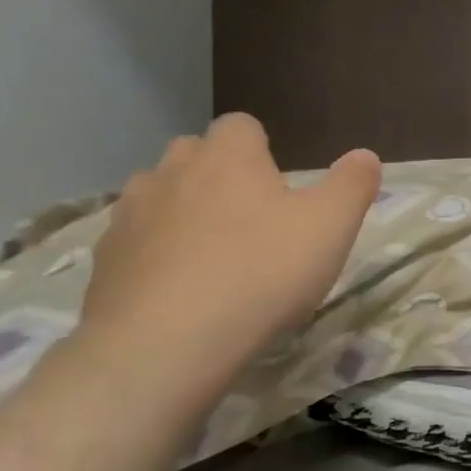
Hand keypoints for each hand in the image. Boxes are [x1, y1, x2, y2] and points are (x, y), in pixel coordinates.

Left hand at [77, 114, 379, 408]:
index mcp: (228, 157)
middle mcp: (172, 172)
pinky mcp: (104, 261)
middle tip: (250, 219)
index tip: (279, 186)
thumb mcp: (332, 228)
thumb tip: (365, 156)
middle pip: (194, 154)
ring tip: (210, 255)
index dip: (261, 149)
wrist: (166, 344)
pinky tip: (178, 290)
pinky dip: (155, 254)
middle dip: (218, 175)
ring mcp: (130, 215)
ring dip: (181, 211)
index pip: (241, 126)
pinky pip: (134, 242)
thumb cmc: (262, 273)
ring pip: (158, 195)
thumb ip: (352, 185)